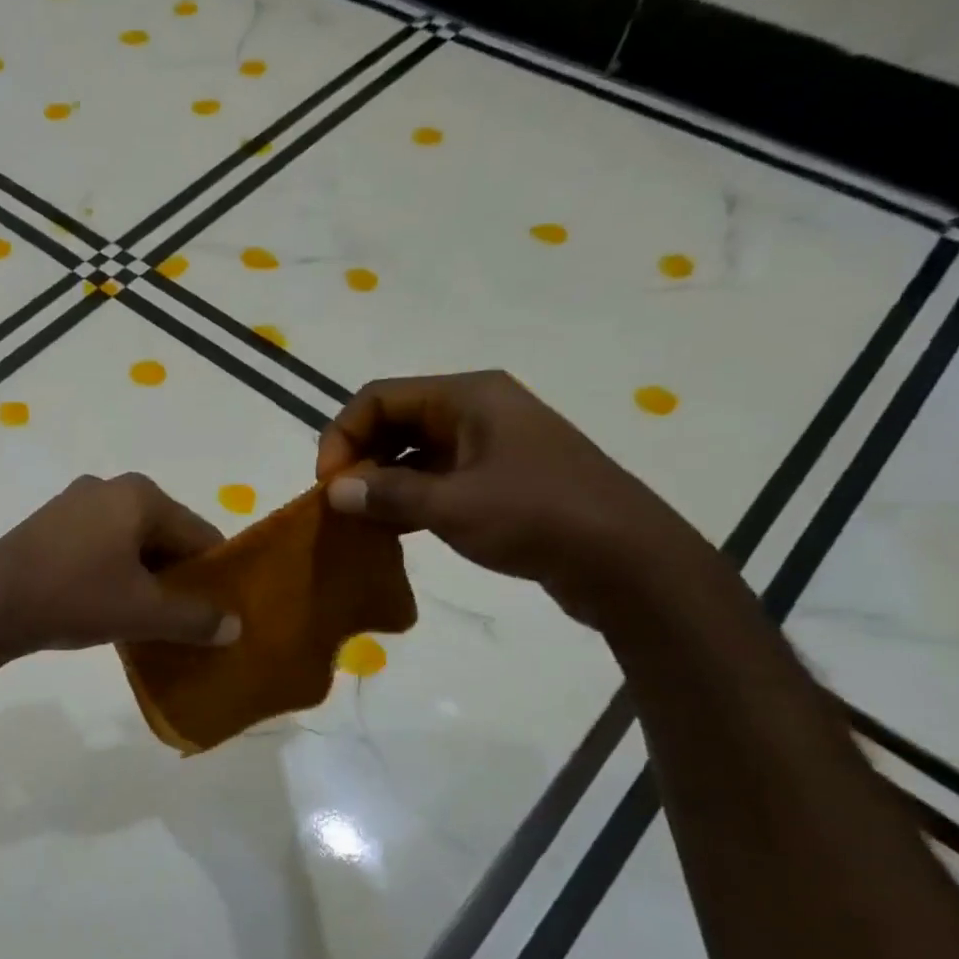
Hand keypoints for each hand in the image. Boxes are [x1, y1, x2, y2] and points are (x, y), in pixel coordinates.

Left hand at [0, 474, 241, 654]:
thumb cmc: (74, 597)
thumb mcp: (143, 613)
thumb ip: (195, 618)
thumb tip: (236, 625)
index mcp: (141, 496)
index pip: (200, 534)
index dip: (214, 574)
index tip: (218, 611)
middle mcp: (110, 487)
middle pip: (165, 535)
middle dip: (177, 576)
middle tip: (184, 619)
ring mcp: (75, 502)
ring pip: (131, 541)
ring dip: (144, 576)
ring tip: (147, 618)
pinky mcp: (50, 522)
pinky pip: (100, 544)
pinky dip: (114, 571)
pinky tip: (108, 603)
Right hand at [316, 371, 705, 624]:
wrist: (628, 561)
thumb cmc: (538, 517)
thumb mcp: (452, 506)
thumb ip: (386, 494)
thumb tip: (334, 491)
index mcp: (468, 396)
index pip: (378, 398)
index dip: (343, 435)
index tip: (330, 484)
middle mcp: (477, 410)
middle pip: (394, 420)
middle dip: (360, 458)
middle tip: (342, 503)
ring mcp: (490, 444)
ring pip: (413, 451)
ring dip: (381, 481)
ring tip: (361, 520)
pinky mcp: (499, 478)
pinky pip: (436, 476)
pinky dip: (408, 497)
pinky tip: (392, 529)